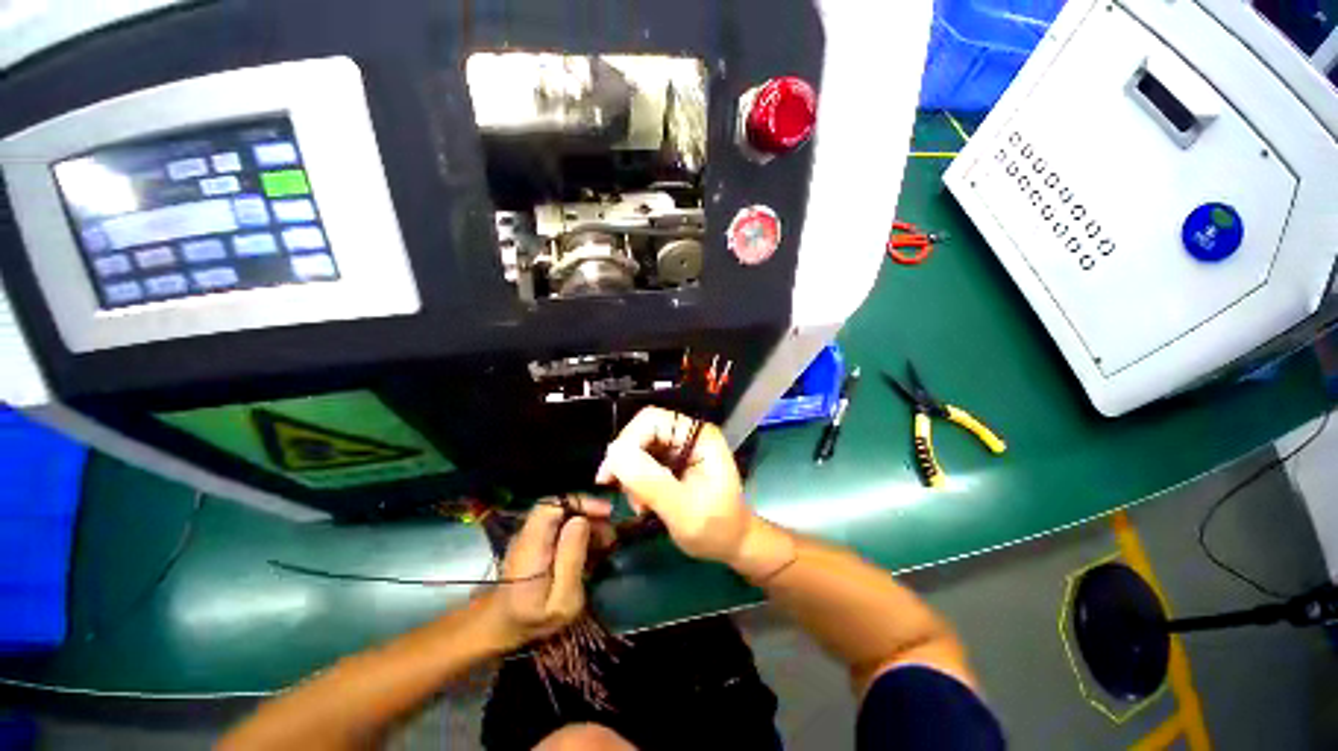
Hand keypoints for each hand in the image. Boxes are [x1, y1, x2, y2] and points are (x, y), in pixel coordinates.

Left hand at [483, 497, 610, 649]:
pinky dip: (579, 530)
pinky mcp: (535, 541)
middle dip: (589, 512)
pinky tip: (592, 546)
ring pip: (562, 515)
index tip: (605, 512)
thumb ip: (571, 559)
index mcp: (532, 546)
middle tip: (610, 531)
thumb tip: (581, 520)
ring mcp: (530, 535)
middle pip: (560, 506)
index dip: (580, 502)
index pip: (552, 505)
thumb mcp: (561, 599)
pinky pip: (560, 525)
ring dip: (587, 522)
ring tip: (606, 541)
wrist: (504, 627)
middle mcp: (528, 533)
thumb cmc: (534, 619)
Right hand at [595, 407, 753, 564]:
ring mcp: (680, 447)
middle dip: (627, 462)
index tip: (611, 475)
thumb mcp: (683, 510)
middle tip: (620, 493)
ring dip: (630, 475)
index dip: (628, 441)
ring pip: (638, 447)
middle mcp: (688, 435)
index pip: (653, 420)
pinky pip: (642, 461)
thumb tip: (614, 452)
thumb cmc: (716, 528)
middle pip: (643, 431)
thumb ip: (650, 482)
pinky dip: (635, 482)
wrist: (731, 543)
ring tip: (639, 505)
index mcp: (699, 436)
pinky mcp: (672, 461)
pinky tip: (642, 503)